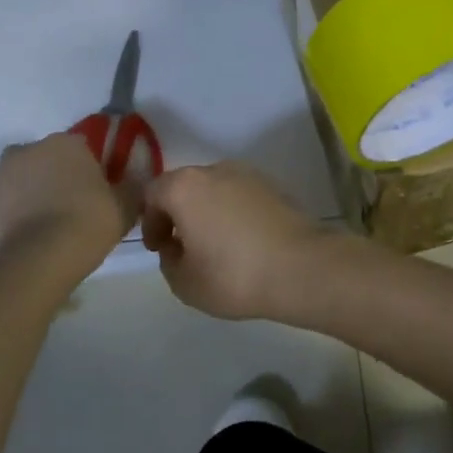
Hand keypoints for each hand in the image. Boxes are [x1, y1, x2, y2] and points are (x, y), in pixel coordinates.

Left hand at [0, 134, 138, 263]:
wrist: (43, 257)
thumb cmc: (90, 220)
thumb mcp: (127, 204)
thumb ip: (132, 187)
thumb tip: (135, 182)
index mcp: (63, 144)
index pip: (79, 147)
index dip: (88, 168)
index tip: (96, 190)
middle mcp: (25, 152)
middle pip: (41, 160)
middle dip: (52, 178)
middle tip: (70, 207)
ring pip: (15, 184)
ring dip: (27, 197)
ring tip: (46, 228)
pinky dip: (8, 222)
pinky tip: (26, 242)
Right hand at [140, 163, 333, 319]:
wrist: (302, 267)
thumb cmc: (234, 275)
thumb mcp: (184, 282)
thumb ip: (169, 260)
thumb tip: (177, 247)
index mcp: (186, 187)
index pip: (153, 194)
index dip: (150, 221)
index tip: (160, 248)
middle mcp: (217, 170)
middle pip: (186, 187)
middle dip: (179, 214)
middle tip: (184, 247)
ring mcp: (250, 175)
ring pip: (216, 190)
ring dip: (209, 212)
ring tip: (216, 247)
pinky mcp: (276, 187)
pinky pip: (242, 197)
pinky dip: (235, 213)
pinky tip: (243, 242)